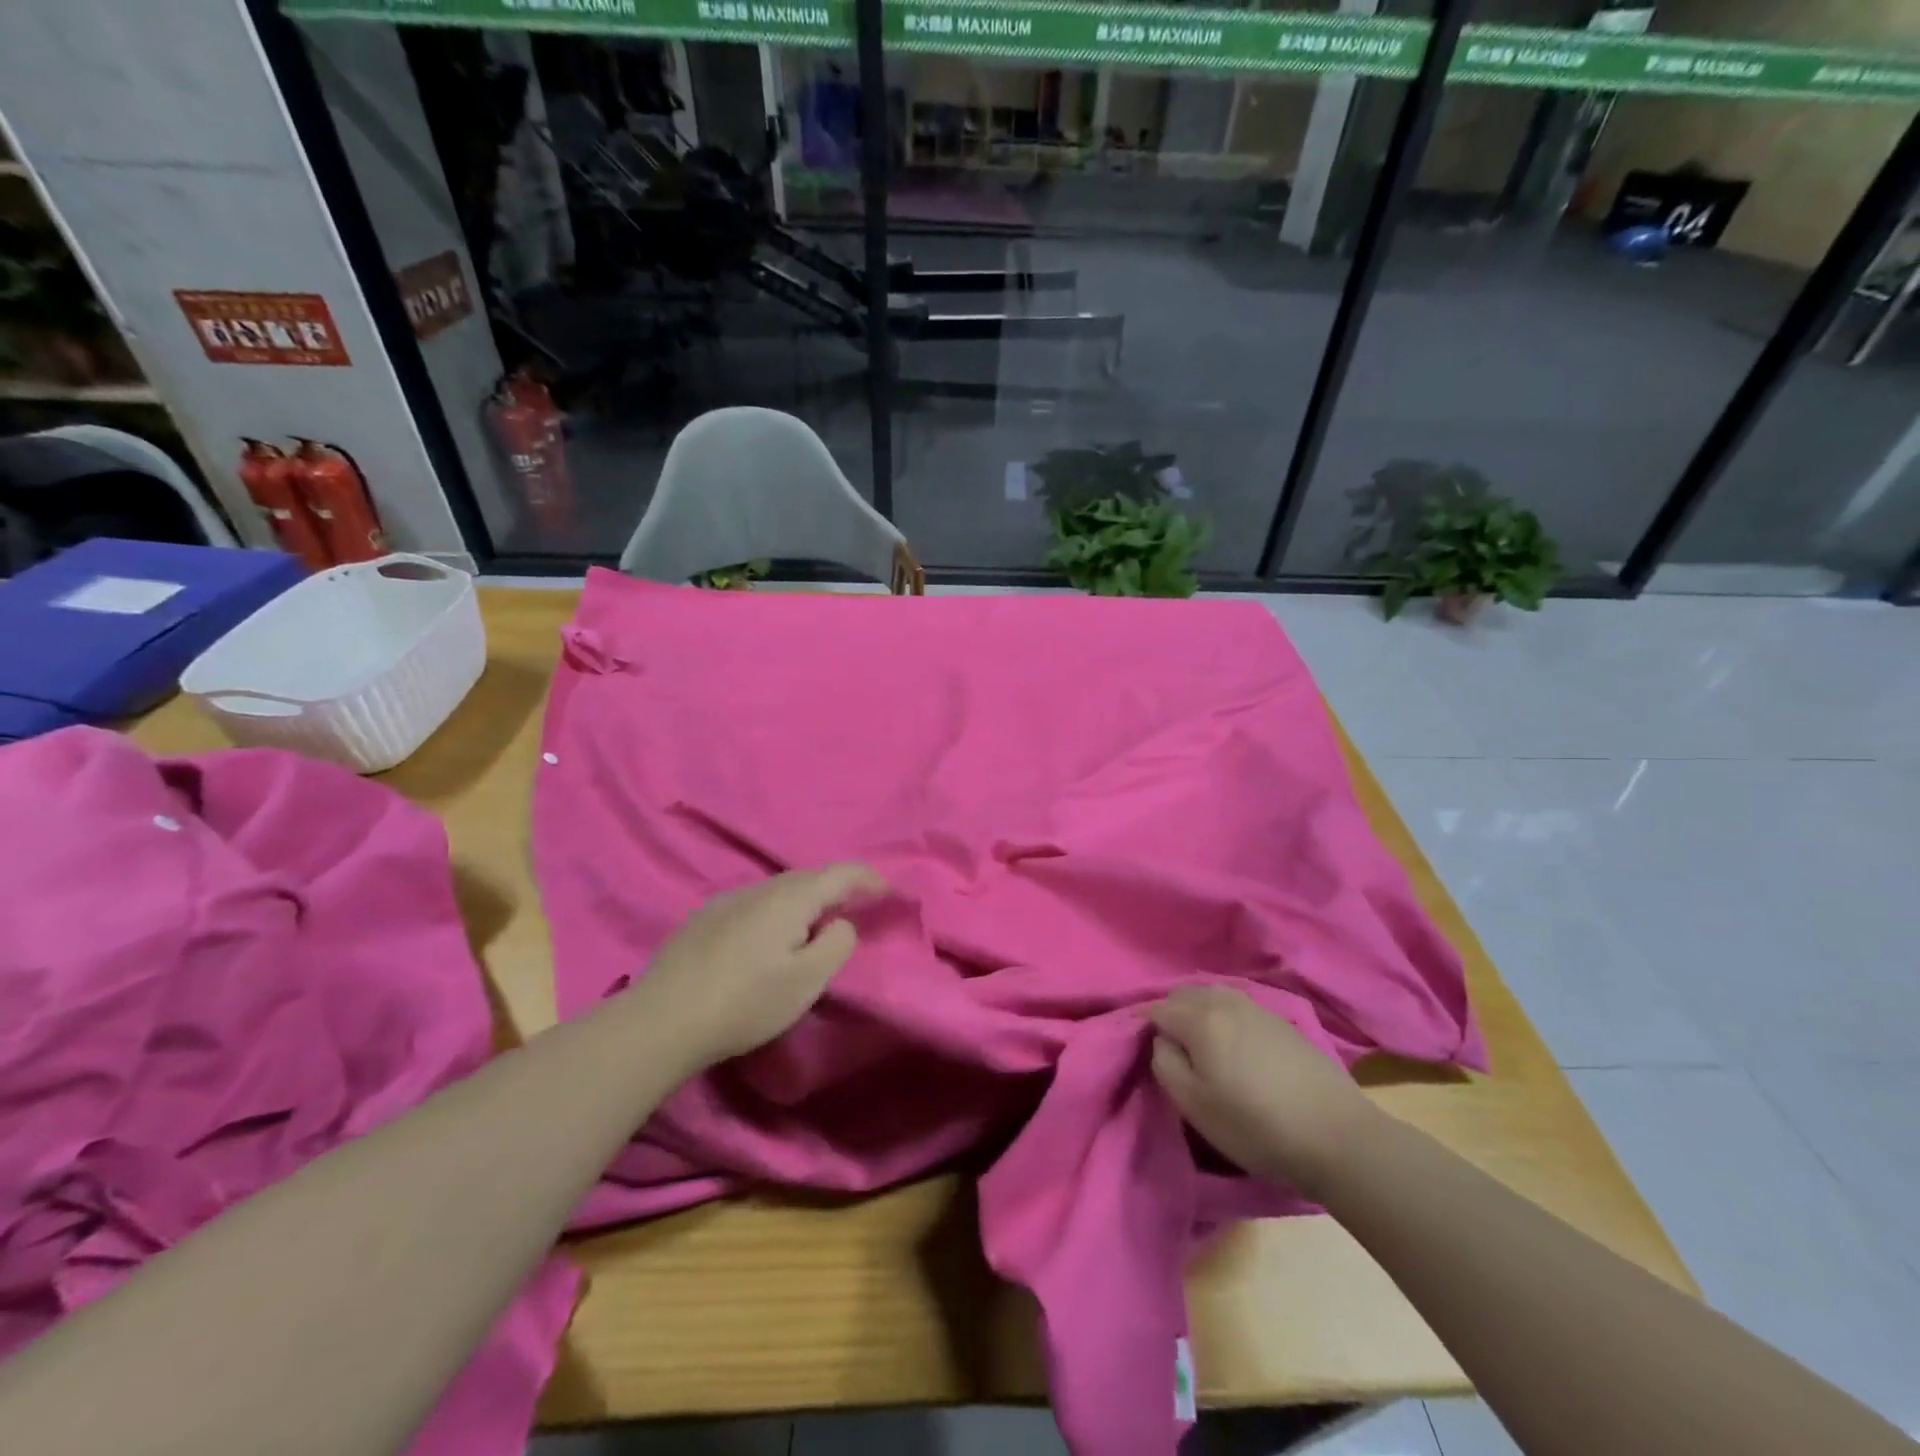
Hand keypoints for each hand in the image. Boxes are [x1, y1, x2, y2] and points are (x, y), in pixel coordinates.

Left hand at [635, 863, 886, 1068]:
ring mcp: (727, 901)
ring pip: (778, 890)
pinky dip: (775, 912)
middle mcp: (759, 889)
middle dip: (836, 888)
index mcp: (790, 898)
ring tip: (814, 924)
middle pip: (808, 877)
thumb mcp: (807, 981)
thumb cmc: (745, 1002)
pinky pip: (754, 904)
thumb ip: (836, 944)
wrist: (662, 1020)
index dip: (869, 879)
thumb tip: (840, 923)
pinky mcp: (703, 920)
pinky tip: (766, 939)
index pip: (841, 873)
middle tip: (855, 908)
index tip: (889, 892)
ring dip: (804, 900)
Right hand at [1146, 987, 1374, 1196]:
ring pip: (1212, 996)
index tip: (1152, 1054)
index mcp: (1200, 1019)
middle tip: (1175, 1051)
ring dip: (1199, 1013)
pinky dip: (1224, 1017)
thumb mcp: (1195, 1106)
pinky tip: (1235, 1046)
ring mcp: (1257, 1007)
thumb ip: (1165, 1064)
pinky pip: (1237, 1006)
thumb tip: (1162, 1040)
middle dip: (1172, 1014)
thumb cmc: (1256, 1126)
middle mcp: (1226, 1002)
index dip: (1147, 1029)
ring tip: (1203, 1048)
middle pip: (1184, 994)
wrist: (1337, 1136)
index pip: (1157, 1008)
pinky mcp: (1281, 1020)